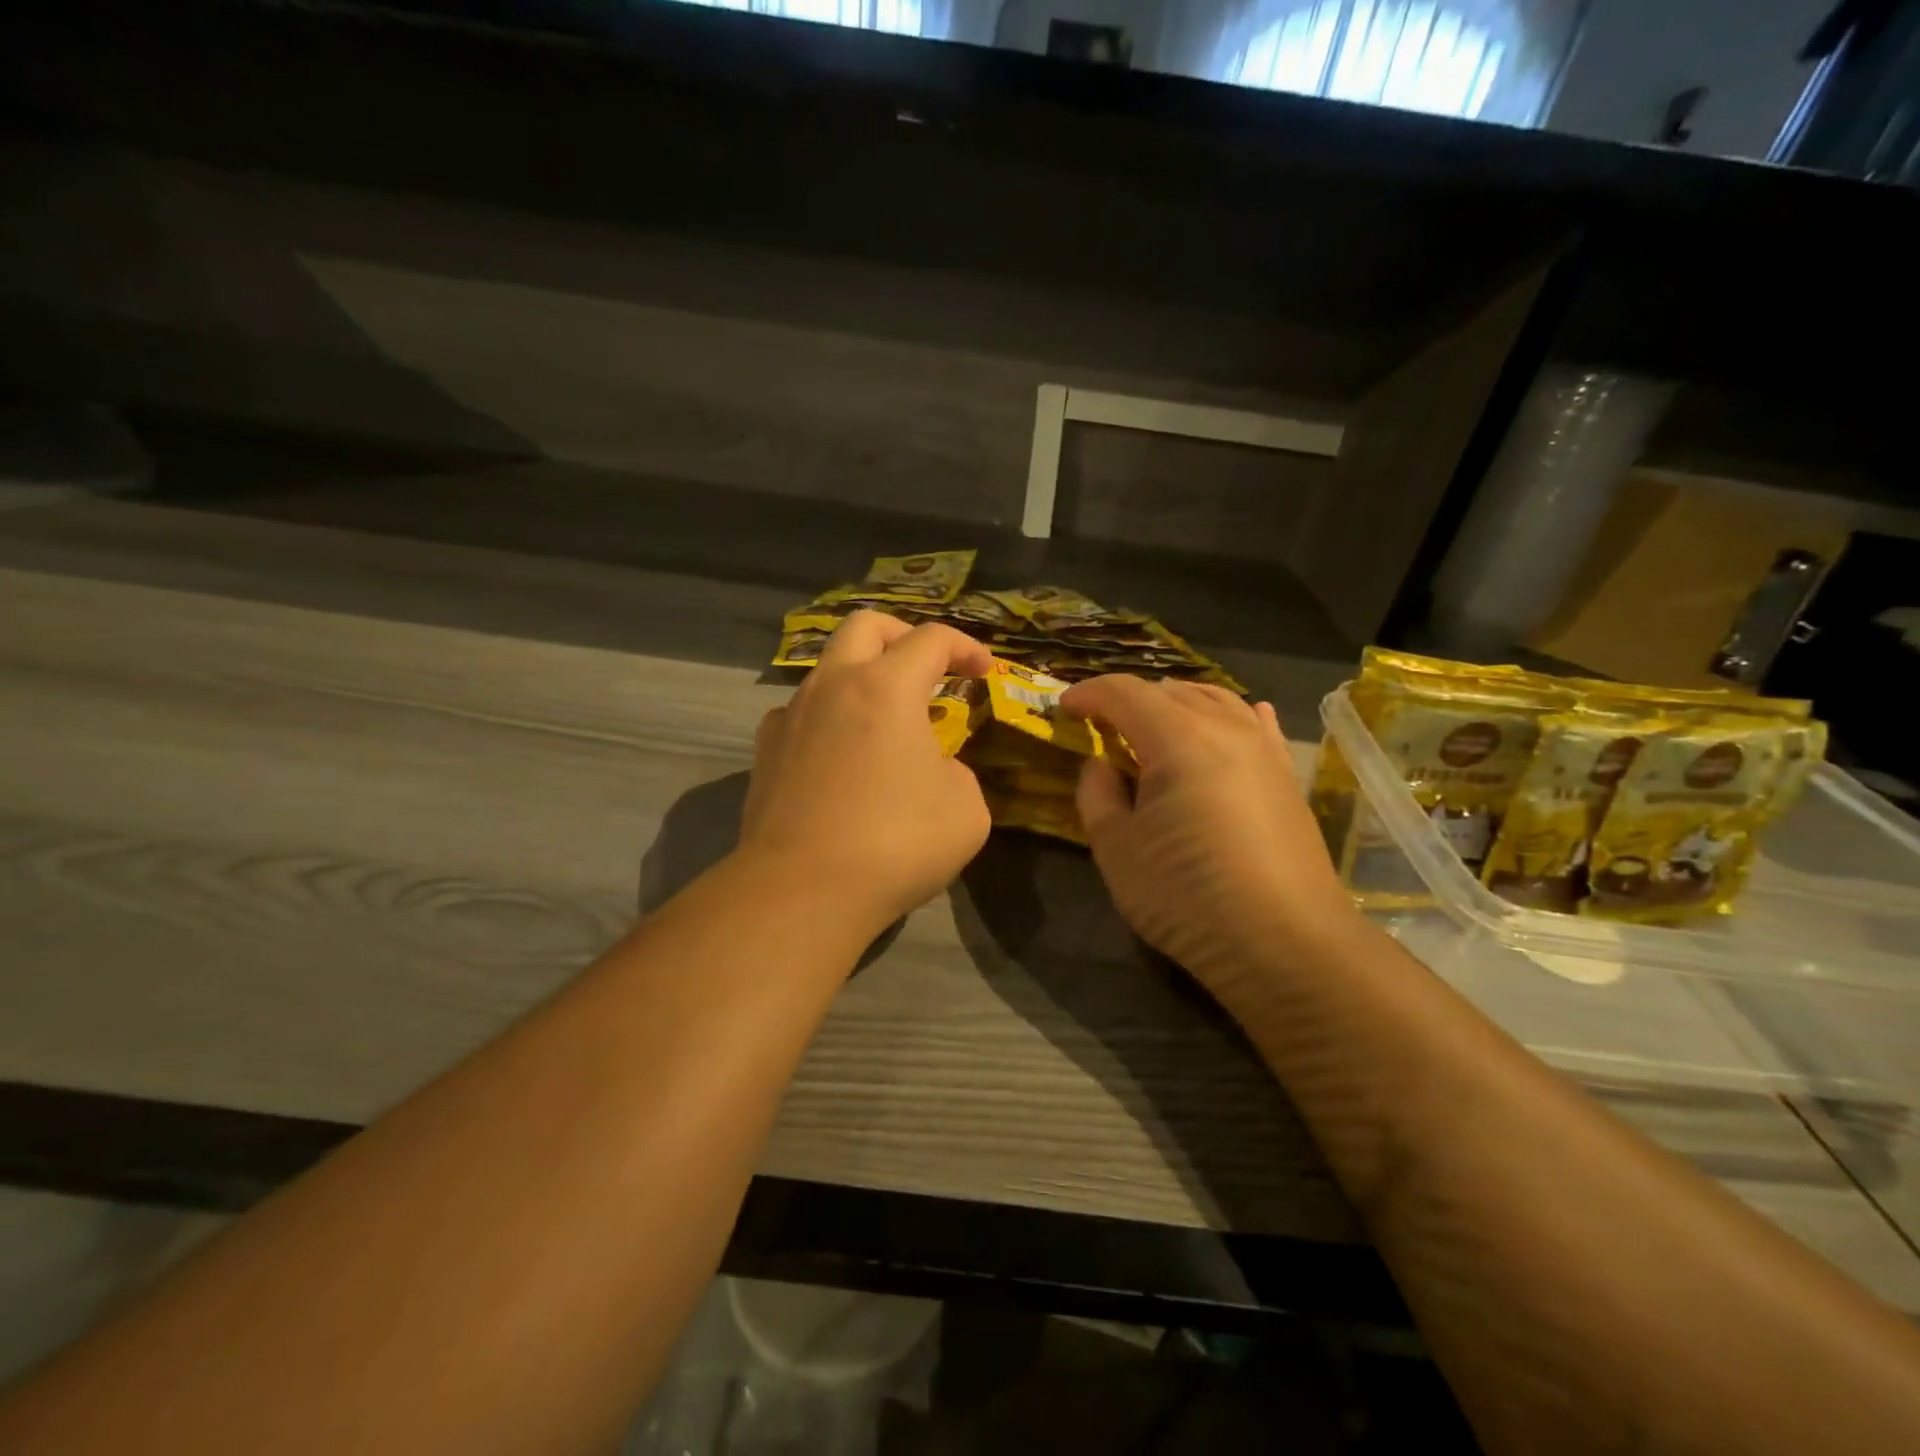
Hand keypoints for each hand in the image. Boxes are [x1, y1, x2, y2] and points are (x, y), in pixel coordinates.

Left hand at [740, 611, 993, 933]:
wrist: (802, 891)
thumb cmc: (896, 844)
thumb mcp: (966, 810)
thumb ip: (957, 772)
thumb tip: (933, 769)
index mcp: (885, 688)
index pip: (932, 639)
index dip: (966, 647)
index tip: (984, 672)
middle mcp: (832, 686)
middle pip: (866, 626)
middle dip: (904, 636)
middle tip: (929, 668)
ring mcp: (790, 716)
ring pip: (827, 669)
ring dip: (863, 678)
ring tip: (886, 721)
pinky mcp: (765, 752)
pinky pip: (800, 713)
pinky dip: (829, 718)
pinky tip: (841, 755)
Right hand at [1060, 676, 1359, 994]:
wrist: (1286, 944)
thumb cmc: (1187, 896)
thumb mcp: (1117, 849)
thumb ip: (1097, 794)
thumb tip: (1103, 764)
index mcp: (1178, 738)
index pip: (1125, 693)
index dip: (1089, 694)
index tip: (1064, 708)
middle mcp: (1226, 728)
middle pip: (1170, 690)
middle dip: (1128, 698)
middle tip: (1099, 723)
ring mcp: (1264, 749)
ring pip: (1214, 700)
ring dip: (1174, 703)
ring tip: (1150, 724)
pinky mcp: (1287, 776)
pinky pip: (1254, 725)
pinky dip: (1228, 715)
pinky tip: (1232, 719)